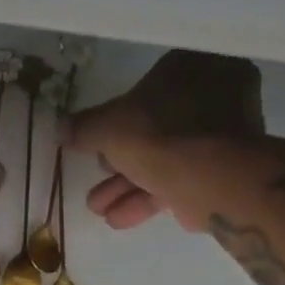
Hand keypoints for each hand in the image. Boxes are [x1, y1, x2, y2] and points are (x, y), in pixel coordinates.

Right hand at [65, 50, 266, 229]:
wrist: (213, 181)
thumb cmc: (162, 136)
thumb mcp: (110, 128)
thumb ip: (84, 127)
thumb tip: (60, 128)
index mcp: (195, 66)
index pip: (148, 87)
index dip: (117, 117)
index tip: (98, 142)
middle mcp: (216, 95)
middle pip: (155, 128)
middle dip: (120, 162)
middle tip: (96, 179)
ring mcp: (223, 136)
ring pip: (166, 158)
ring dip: (128, 186)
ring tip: (98, 208)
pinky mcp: (224, 172)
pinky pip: (180, 179)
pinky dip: (149, 198)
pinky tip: (118, 219)